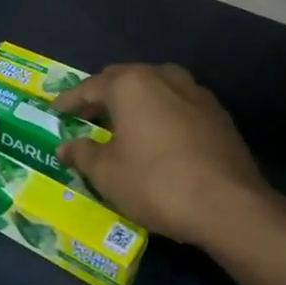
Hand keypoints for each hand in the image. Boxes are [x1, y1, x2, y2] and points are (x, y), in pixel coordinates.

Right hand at [55, 63, 275, 250]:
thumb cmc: (156, 183)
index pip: (90, 87)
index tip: (56, 111)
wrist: (229, 206)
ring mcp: (196, 93)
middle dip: (103, 94)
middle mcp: (163, 78)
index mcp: (131, 85)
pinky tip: (158, 134)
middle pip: (125, 79)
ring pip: (156, 87)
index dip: (70, 100)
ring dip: (136, 100)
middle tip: (87, 114)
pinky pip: (179, 103)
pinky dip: (161, 112)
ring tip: (123, 120)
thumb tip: (66, 148)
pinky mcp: (218, 115)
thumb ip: (83, 154)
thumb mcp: (107, 174)